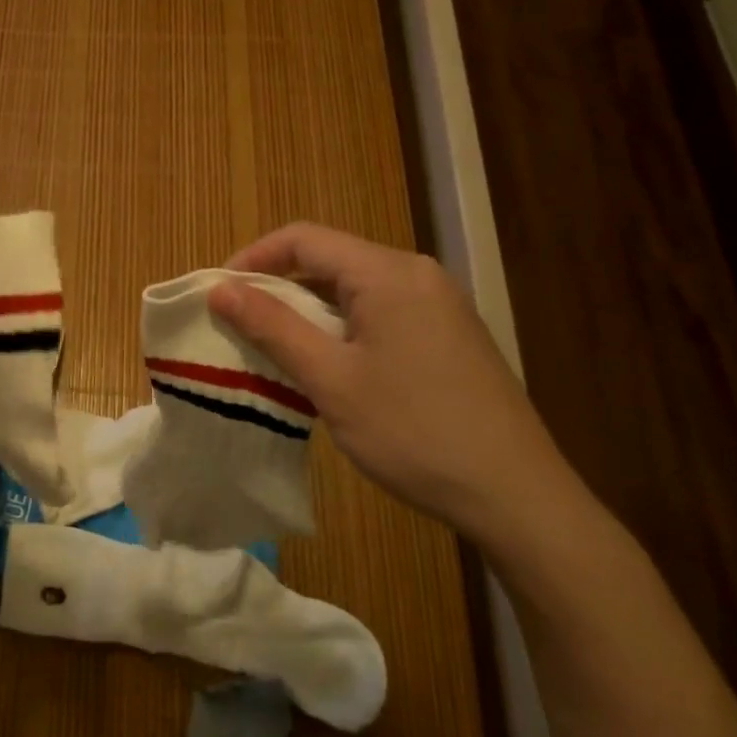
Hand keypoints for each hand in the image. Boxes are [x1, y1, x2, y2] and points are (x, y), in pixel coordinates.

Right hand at [208, 223, 581, 554]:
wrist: (518, 497)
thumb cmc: (414, 432)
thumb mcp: (331, 380)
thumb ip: (272, 326)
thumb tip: (220, 289)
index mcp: (388, 273)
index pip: (304, 239)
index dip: (253, 258)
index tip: (219, 294)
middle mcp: (417, 274)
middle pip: (330, 259)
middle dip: (278, 285)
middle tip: (241, 324)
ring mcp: (439, 303)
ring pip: (354, 288)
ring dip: (309, 309)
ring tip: (277, 347)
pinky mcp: (449, 333)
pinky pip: (380, 310)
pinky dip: (342, 326)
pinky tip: (330, 365)